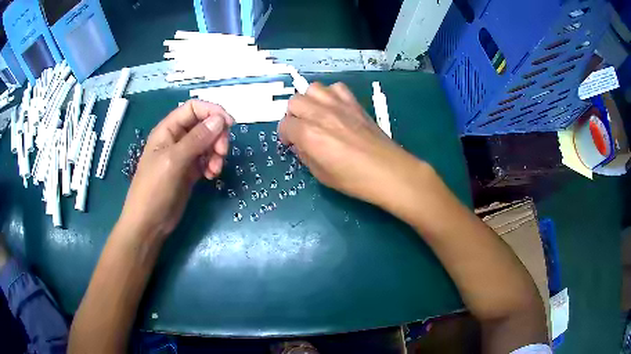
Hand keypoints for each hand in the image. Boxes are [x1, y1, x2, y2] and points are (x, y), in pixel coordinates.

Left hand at [118, 100, 233, 240]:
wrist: (148, 224)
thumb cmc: (154, 190)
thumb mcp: (174, 161)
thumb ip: (197, 139)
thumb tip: (221, 119)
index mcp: (168, 130)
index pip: (193, 108)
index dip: (212, 111)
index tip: (229, 125)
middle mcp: (177, 139)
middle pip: (204, 124)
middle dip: (217, 135)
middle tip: (222, 152)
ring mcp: (184, 156)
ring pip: (208, 143)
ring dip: (217, 152)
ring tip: (215, 169)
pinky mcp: (189, 171)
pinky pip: (207, 159)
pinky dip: (213, 164)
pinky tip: (210, 176)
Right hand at [278, 82, 426, 209]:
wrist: (388, 171)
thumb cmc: (354, 179)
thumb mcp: (321, 174)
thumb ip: (305, 155)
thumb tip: (299, 144)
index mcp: (309, 134)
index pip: (285, 125)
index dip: (284, 135)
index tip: (290, 143)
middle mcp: (321, 114)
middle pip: (295, 101)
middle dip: (293, 116)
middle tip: (300, 129)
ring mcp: (339, 105)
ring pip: (313, 88)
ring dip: (309, 101)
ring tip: (315, 114)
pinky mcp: (354, 103)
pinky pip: (336, 88)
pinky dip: (330, 95)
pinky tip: (334, 108)